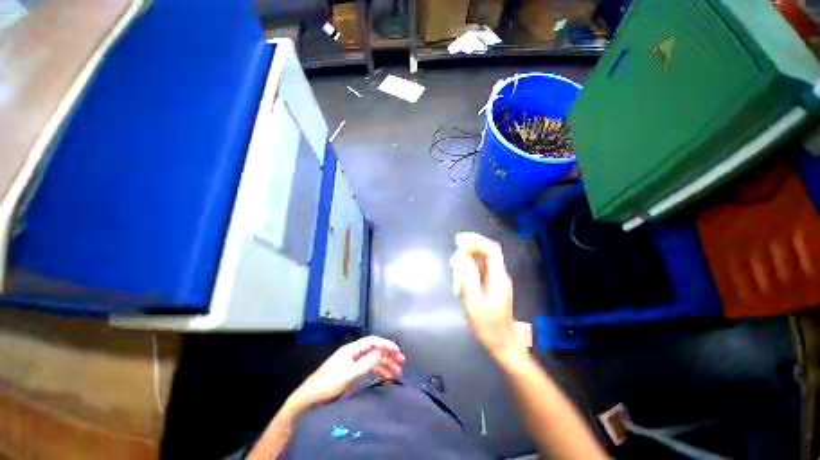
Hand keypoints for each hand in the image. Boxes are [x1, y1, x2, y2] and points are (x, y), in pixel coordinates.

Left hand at [288, 336, 404, 410]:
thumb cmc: (329, 384)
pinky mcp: (349, 370)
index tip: (398, 351)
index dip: (386, 344)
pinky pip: (367, 367)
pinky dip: (376, 370)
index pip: (373, 341)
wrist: (309, 397)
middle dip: (388, 354)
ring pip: (371, 359)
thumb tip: (381, 352)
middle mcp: (353, 352)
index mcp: (352, 349)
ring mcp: (351, 361)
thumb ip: (367, 362)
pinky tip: (383, 375)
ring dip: (384, 364)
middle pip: (374, 349)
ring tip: (396, 372)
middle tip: (401, 361)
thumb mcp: (349, 374)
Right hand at [450, 232, 518, 359]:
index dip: (476, 241)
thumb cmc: (487, 324)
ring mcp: (496, 281)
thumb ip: (467, 277)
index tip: (459, 240)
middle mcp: (499, 275)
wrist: (502, 343)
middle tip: (453, 259)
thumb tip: (461, 256)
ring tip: (454, 267)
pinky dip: (469, 269)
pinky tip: (460, 276)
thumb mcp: (474, 300)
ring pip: (482, 262)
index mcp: (498, 276)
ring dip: (468, 260)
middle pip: (486, 254)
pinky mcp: (492, 287)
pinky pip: (480, 272)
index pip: (491, 249)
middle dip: (469, 250)